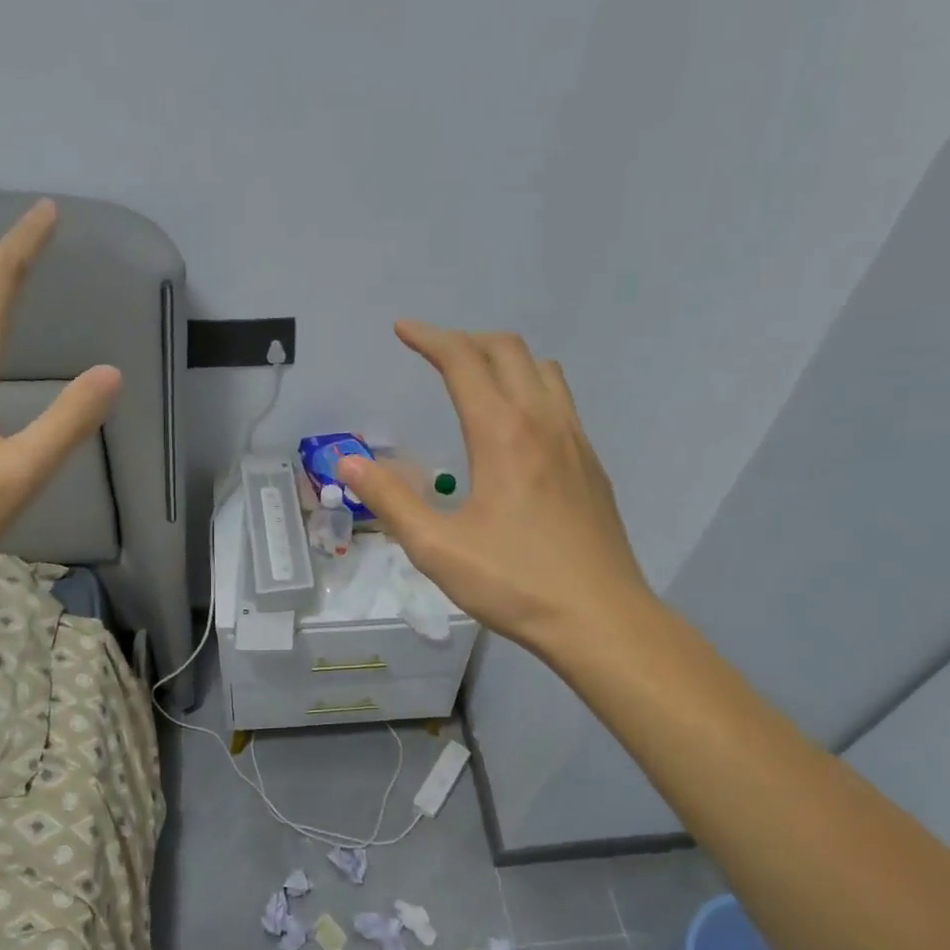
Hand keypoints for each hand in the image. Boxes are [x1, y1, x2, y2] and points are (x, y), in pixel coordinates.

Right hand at [336, 321, 648, 656]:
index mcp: (502, 434)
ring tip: (475, 381)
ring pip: (543, 371)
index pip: (463, 362)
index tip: (402, 330)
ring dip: (505, 360)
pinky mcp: (592, 465)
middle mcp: (543, 422)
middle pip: (507, 350)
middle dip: (466, 340)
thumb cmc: (514, 583)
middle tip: (433, 354)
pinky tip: (516, 430)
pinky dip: (531, 389)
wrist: (601, 619)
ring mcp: (576, 441)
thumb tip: (348, 462)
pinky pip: (561, 402)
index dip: (429, 338)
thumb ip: (390, 500)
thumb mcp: (437, 548)